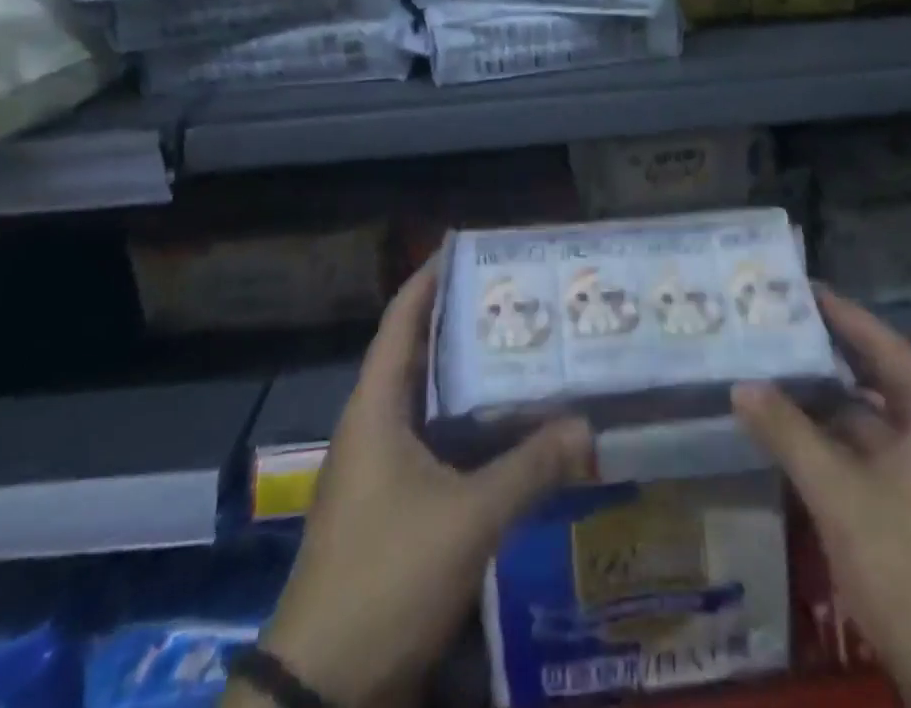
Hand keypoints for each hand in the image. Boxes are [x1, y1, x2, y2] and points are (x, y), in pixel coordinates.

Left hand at [238, 264, 594, 707]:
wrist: (322, 690)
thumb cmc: (386, 578)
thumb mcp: (467, 519)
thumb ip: (530, 469)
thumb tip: (588, 427)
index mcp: (375, 408)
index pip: (402, 320)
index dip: (430, 278)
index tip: (469, 247)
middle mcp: (374, 426)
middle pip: (419, 353)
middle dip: (463, 321)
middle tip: (517, 296)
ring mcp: (380, 468)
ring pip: (430, 400)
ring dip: (469, 375)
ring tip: (523, 347)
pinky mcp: (393, 504)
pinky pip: (436, 441)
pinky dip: (469, 424)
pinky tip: (510, 426)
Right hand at [732, 290, 910, 707]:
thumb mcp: (840, 496)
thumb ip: (788, 433)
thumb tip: (741, 386)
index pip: (880, 342)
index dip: (837, 313)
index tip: (795, 287)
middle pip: (876, 376)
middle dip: (824, 355)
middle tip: (773, 327)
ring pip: (872, 419)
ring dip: (826, 402)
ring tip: (773, 372)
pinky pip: (875, 452)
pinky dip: (837, 441)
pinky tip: (795, 432)